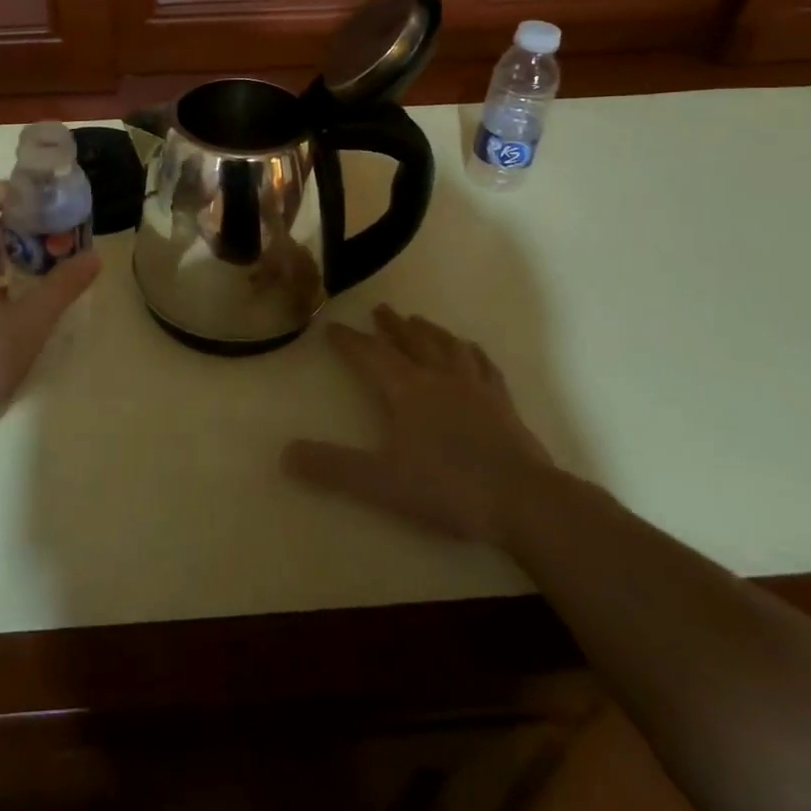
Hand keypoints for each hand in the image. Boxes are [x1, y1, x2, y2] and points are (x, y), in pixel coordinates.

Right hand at [283, 306, 555, 544]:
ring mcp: (475, 387)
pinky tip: (470, 351)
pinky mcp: (503, 403)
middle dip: (391, 326)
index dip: (349, 341)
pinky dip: (471, 352)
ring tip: (419, 320)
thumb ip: (332, 468)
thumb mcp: (381, 482)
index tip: (333, 327)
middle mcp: (438, 377)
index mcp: (406, 389)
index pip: (370, 355)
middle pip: (410, 341)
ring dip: (429, 330)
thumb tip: (284, 455)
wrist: (525, 502)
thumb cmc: (448, 488)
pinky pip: (483, 365)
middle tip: (380, 309)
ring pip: (447, 346)